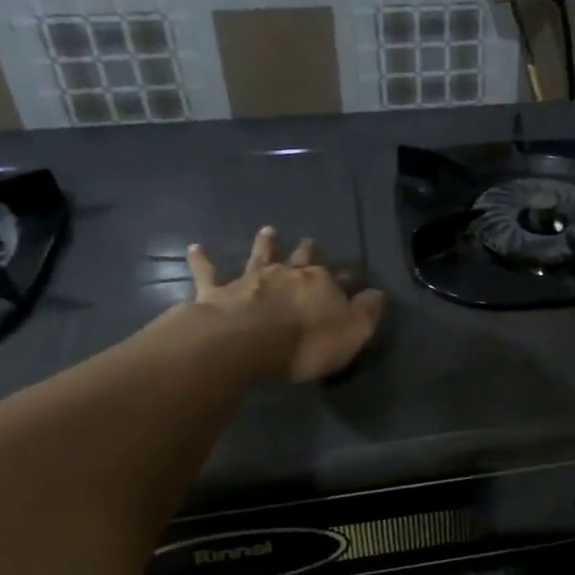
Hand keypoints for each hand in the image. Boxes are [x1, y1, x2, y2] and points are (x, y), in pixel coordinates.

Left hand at [186, 226, 386, 383]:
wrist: (243, 343)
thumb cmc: (304, 342)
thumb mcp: (352, 332)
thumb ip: (368, 312)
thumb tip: (379, 294)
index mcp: (321, 284)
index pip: (340, 278)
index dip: (347, 279)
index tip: (353, 276)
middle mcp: (287, 274)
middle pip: (301, 259)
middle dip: (307, 251)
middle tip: (309, 241)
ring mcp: (250, 280)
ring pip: (260, 257)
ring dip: (264, 245)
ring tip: (267, 230)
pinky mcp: (216, 292)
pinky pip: (208, 273)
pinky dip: (202, 260)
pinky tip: (195, 248)